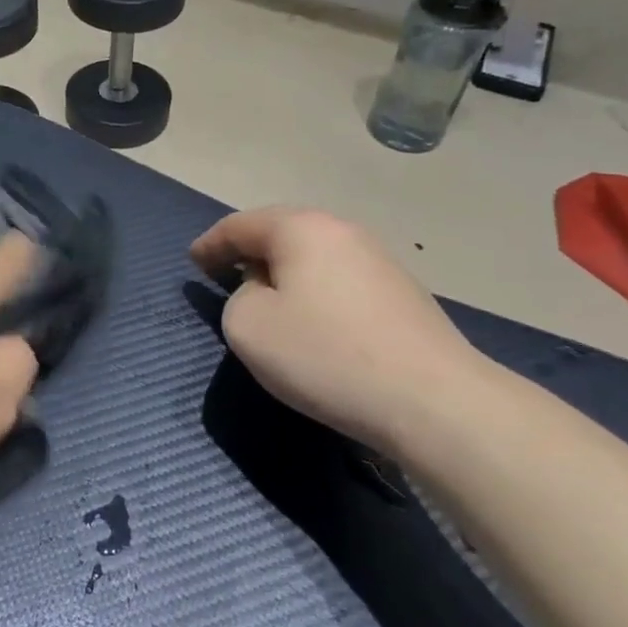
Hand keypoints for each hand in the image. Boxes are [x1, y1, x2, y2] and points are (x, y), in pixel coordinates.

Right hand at [190, 208, 487, 452]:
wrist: (434, 401)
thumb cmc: (326, 356)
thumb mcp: (249, 327)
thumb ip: (237, 298)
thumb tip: (264, 291)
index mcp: (301, 228)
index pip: (241, 225)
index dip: (211, 244)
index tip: (193, 262)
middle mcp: (342, 231)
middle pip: (281, 232)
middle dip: (249, 251)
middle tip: (225, 273)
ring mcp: (379, 260)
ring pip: (314, 256)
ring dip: (284, 272)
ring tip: (267, 298)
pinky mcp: (402, 293)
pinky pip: (339, 279)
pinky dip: (314, 291)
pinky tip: (314, 320)